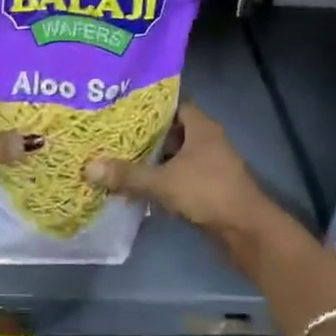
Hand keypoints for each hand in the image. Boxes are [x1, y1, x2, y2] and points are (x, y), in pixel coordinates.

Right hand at [85, 103, 275, 237]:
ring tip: (118, 157)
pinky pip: (178, 175)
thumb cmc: (208, 192)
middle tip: (112, 132)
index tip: (121, 105)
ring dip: (151, 158)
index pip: (172, 104)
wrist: (247, 231)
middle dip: (144, 133)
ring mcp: (209, 165)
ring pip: (174, 155)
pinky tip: (137, 185)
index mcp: (201, 126)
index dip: (148, 104)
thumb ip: (128, 174)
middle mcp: (206, 140)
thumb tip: (89, 167)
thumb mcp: (164, 182)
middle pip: (170, 130)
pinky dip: (161, 178)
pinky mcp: (208, 187)